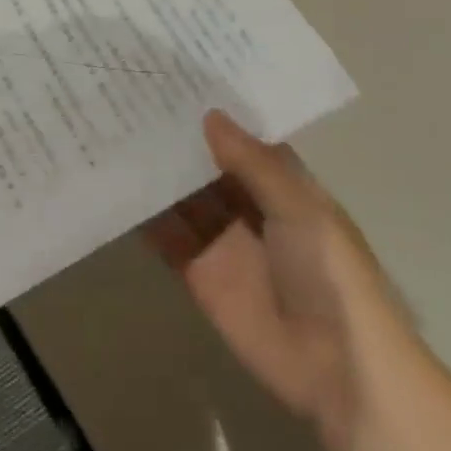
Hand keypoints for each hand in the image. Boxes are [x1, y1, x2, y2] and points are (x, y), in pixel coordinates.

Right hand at [146, 110, 401, 449]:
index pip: (243, 140)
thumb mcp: (299, 208)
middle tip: (131, 97)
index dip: (216, 114)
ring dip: (156, 172)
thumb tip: (210, 115)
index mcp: (282, 186)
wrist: (337, 370)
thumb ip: (252, 163)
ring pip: (183, 196)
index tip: (177, 80)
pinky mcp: (198, 272)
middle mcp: (249, 206)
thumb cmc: (330, 274)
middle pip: (207, 165)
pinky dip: (144, 216)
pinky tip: (114, 187)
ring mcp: (222, 239)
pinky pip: (167, 236)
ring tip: (113, 131)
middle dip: (178, 139)